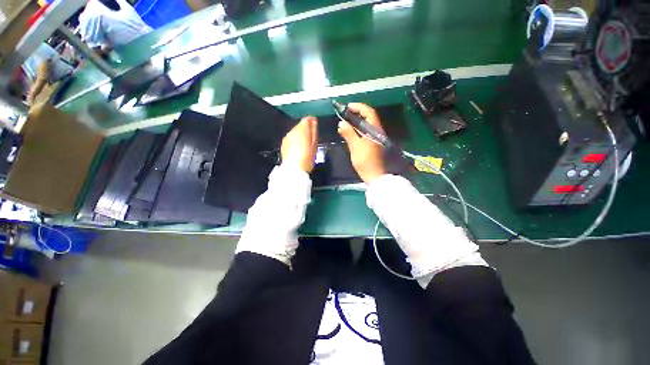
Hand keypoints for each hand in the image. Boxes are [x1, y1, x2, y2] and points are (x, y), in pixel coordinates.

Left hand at [281, 116, 318, 172]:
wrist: (293, 169)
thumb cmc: (307, 158)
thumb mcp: (314, 144)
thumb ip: (314, 131)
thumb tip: (314, 121)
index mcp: (302, 130)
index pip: (306, 119)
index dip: (311, 121)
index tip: (314, 125)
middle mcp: (292, 131)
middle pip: (300, 126)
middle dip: (305, 130)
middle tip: (311, 138)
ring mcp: (287, 137)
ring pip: (295, 132)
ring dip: (299, 135)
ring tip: (305, 145)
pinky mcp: (283, 144)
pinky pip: (290, 138)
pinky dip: (294, 141)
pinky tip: (298, 148)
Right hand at [338, 103, 385, 182]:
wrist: (374, 176)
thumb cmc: (365, 161)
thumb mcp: (355, 146)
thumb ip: (349, 133)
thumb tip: (341, 123)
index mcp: (375, 130)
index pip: (369, 113)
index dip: (359, 107)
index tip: (348, 106)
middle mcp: (377, 132)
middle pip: (368, 118)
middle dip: (356, 114)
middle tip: (345, 114)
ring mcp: (375, 138)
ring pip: (366, 126)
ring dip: (356, 123)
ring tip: (345, 123)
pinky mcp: (373, 145)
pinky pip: (365, 133)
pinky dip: (357, 131)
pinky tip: (350, 133)